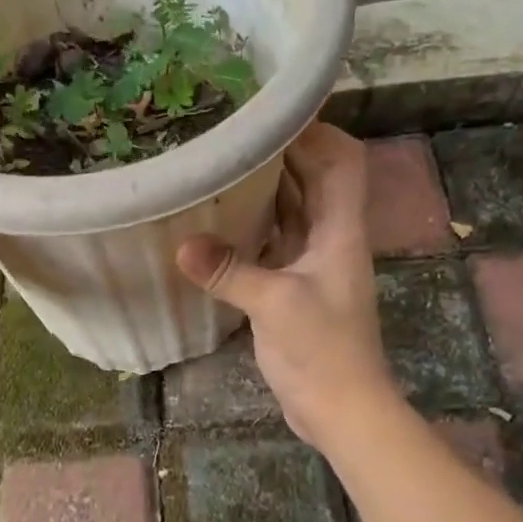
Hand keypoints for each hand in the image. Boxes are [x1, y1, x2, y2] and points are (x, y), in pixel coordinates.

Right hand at [175, 123, 396, 451]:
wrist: (342, 408)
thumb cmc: (323, 351)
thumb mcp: (275, 305)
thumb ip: (229, 271)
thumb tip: (180, 243)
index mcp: (340, 230)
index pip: (342, 161)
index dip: (316, 131)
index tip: (270, 113)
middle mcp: (330, 236)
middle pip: (313, 178)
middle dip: (280, 151)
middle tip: (230, 131)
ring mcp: (312, 261)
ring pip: (291, 207)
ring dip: (263, 186)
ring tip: (219, 162)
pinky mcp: (293, 283)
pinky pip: (273, 238)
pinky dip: (251, 223)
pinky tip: (216, 216)